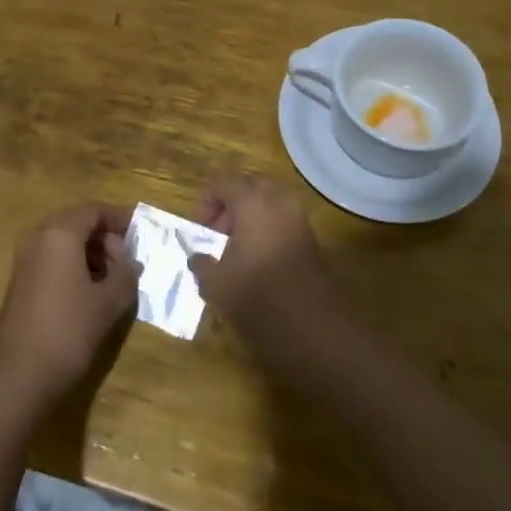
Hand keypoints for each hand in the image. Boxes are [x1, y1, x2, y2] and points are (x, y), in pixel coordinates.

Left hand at [0, 203, 140, 405]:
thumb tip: (131, 262)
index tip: (139, 234)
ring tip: (112, 278)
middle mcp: (38, 236)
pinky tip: (89, 290)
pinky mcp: (19, 279)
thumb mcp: (109, 303)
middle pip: (77, 221)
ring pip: (63, 240)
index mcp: (60, 233)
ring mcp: (24, 258)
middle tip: (126, 261)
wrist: (18, 377)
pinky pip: (51, 257)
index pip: (94, 210)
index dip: (119, 218)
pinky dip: (72, 263)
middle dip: (104, 236)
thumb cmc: (68, 331)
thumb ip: (126, 274)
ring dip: (89, 251)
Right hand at [187, 174, 342, 349]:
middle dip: (230, 205)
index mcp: (253, 202)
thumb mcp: (216, 284)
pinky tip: (255, 261)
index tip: (198, 229)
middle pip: (249, 187)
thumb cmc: (257, 296)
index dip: (205, 202)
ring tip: (234, 250)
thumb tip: (197, 257)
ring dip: (249, 218)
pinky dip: (266, 230)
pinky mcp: (311, 239)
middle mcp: (279, 201)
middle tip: (217, 233)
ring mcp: (299, 219)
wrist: (312, 327)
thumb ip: (201, 263)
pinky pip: (282, 221)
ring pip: (269, 204)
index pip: (223, 183)